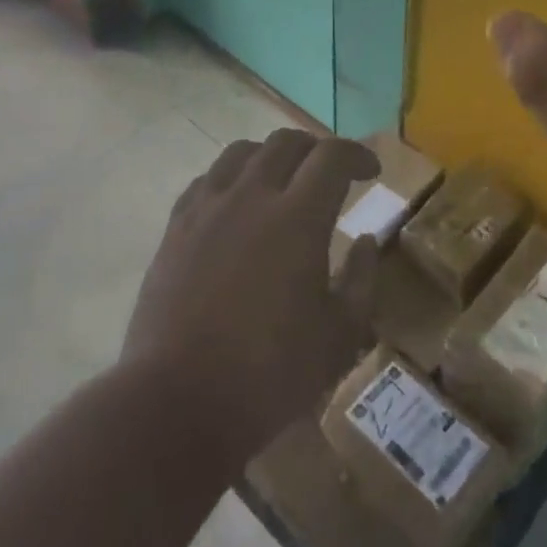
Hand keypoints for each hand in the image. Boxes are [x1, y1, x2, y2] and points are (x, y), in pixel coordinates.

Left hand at [123, 129, 380, 466]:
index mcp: (299, 217)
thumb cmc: (269, 374)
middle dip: (316, 148)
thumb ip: (361, 280)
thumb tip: (367, 241)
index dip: (357, 155)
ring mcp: (208, 209)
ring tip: (282, 180)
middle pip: (287, 142)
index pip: (333, 156)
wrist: (176, 403)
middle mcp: (252, 196)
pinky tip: (236, 202)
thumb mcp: (339, 336)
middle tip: (330, 173)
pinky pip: (207, 179)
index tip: (371, 171)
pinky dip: (231, 177)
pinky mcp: (175, 228)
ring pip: (242, 152)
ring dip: (272, 155)